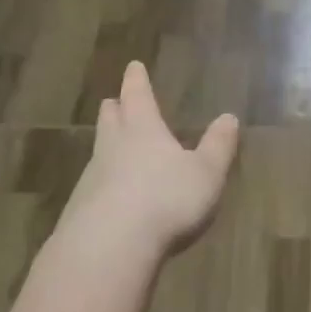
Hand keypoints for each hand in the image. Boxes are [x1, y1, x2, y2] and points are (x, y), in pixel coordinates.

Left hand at [61, 62, 239, 259]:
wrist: (111, 244)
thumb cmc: (167, 199)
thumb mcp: (206, 173)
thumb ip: (218, 146)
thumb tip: (229, 117)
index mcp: (143, 130)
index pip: (138, 96)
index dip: (137, 81)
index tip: (133, 66)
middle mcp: (113, 146)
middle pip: (111, 120)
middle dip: (116, 108)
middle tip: (116, 101)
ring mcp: (93, 177)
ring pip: (99, 151)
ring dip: (108, 144)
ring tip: (116, 146)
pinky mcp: (81, 208)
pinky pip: (94, 184)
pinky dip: (104, 180)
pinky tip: (111, 193)